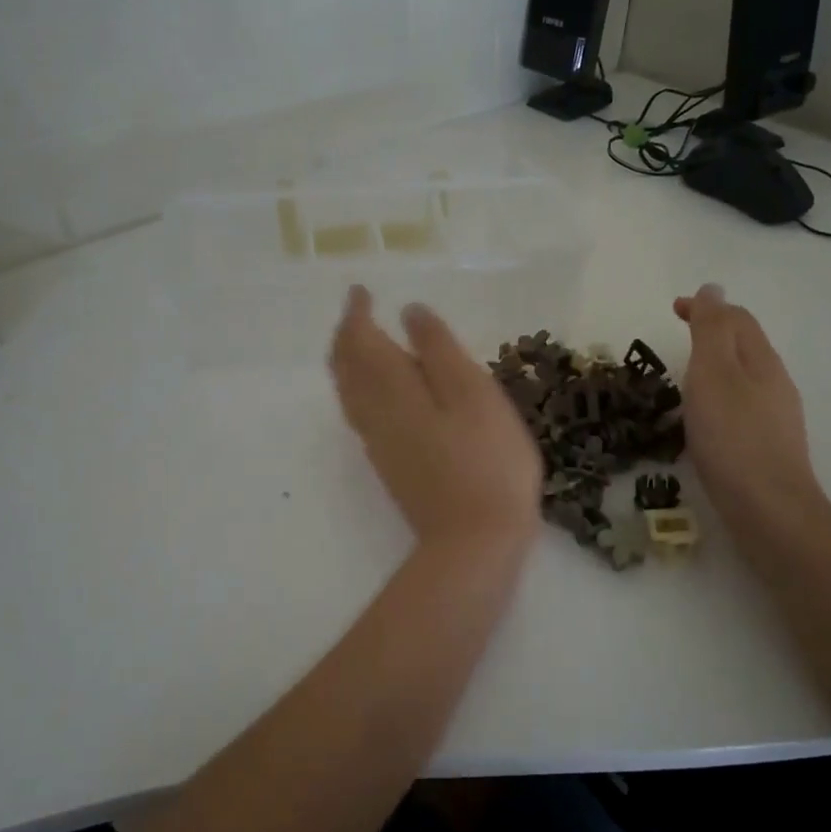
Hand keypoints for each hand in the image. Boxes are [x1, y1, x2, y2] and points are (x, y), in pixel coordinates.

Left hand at [330, 287, 541, 556]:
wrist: (474, 541)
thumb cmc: (486, 459)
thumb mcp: (473, 392)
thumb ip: (438, 349)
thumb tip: (408, 311)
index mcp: (392, 388)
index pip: (360, 340)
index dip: (356, 313)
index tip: (361, 291)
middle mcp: (374, 413)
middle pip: (344, 367)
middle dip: (346, 335)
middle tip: (358, 312)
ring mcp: (378, 443)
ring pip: (348, 393)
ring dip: (348, 361)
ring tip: (364, 343)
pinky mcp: (390, 466)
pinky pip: (360, 414)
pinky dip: (359, 388)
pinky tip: (381, 392)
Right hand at [673, 284, 824, 530]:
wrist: (769, 509)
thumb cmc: (733, 437)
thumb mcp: (714, 373)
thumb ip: (711, 329)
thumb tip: (714, 289)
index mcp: (761, 360)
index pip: (737, 319)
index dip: (706, 307)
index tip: (673, 308)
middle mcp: (774, 383)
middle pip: (744, 344)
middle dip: (712, 332)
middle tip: (677, 337)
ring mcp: (775, 416)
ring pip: (744, 376)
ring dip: (716, 364)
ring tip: (686, 375)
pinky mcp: (768, 446)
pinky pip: (742, 404)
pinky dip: (720, 395)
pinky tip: (705, 418)